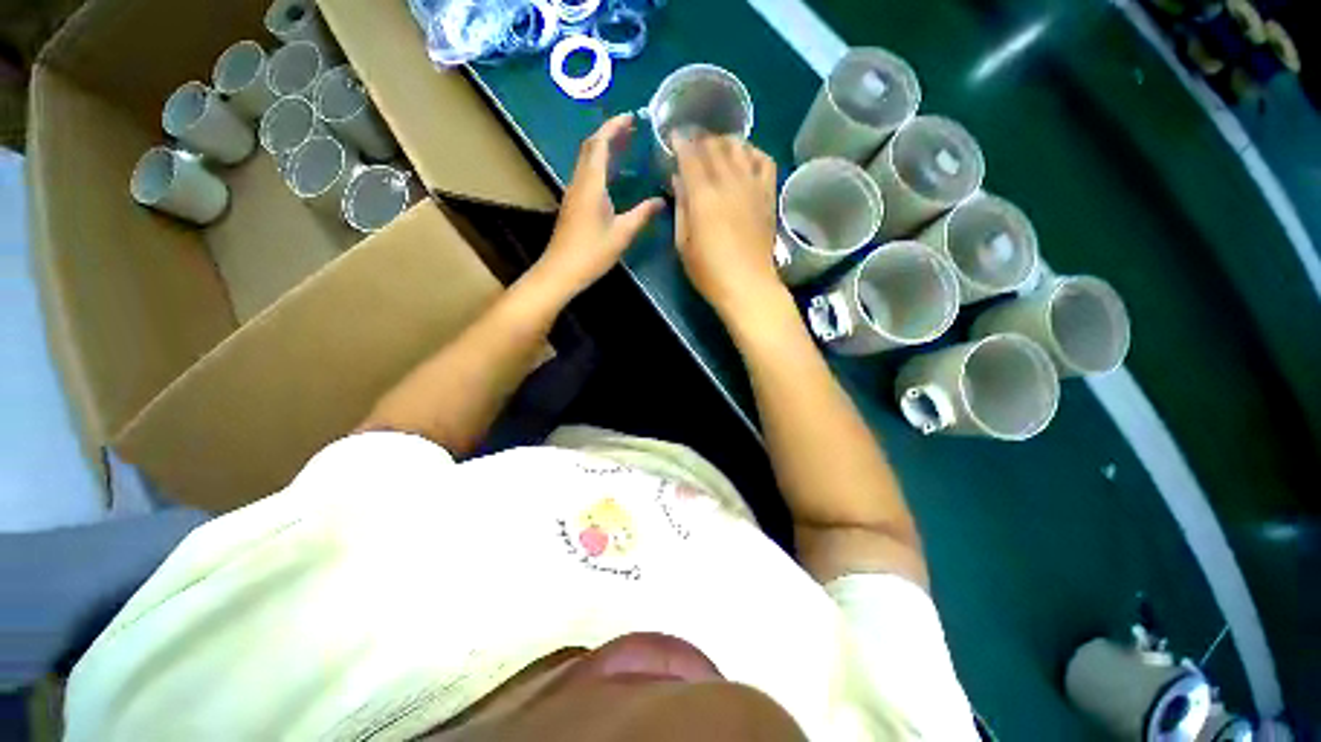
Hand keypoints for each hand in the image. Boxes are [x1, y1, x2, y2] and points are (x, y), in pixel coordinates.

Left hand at [534, 113, 664, 297]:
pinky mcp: (573, 203)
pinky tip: (613, 173)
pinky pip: (586, 173)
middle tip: (631, 128)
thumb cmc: (592, 252)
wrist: (562, 270)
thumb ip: (642, 214)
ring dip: (604, 147)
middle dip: (610, 133)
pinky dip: (600, 164)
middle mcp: (579, 182)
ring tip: (625, 145)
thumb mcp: (622, 234)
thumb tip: (661, 200)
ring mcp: (574, 192)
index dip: (614, 127)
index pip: (600, 144)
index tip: (631, 118)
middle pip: (590, 147)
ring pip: (587, 160)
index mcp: (591, 184)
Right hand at [671, 134, 784, 319]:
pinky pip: (764, 161)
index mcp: (703, 195)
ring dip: (725, 141)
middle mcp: (729, 182)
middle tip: (692, 142)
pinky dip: (753, 152)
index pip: (691, 155)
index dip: (681, 141)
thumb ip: (680, 207)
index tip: (674, 136)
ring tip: (716, 147)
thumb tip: (678, 179)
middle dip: (700, 139)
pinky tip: (744, 158)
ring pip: (739, 147)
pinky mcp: (768, 195)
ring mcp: (752, 186)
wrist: (748, 285)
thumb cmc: (709, 271)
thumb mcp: (683, 244)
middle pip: (714, 146)